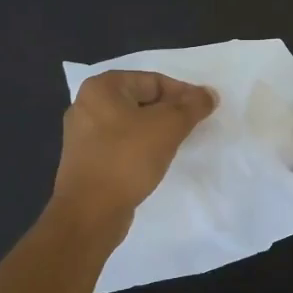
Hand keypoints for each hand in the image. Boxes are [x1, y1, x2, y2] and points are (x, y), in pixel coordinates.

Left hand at [53, 71, 216, 228]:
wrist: (90, 212)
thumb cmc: (128, 158)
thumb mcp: (168, 126)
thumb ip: (192, 106)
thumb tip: (209, 94)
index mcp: (102, 87)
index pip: (154, 80)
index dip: (183, 94)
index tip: (204, 111)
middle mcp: (87, 104)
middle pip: (142, 100)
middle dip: (170, 112)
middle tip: (193, 127)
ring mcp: (83, 134)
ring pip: (132, 123)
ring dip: (156, 131)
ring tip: (177, 144)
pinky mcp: (86, 159)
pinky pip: (121, 143)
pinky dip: (140, 147)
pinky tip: (155, 161)